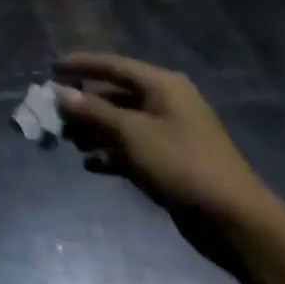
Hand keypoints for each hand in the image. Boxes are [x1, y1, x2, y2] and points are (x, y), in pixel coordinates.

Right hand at [56, 53, 273, 222]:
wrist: (232, 219)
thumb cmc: (180, 164)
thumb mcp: (131, 134)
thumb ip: (93, 111)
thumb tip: (61, 93)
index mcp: (162, 85)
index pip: (114, 65)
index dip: (81, 65)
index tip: (51, 68)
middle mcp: (166, 102)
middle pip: (116, 94)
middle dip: (85, 104)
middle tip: (55, 113)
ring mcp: (169, 132)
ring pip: (122, 123)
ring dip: (95, 131)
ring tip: (70, 142)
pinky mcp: (170, 160)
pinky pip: (133, 147)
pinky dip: (112, 153)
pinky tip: (92, 165)